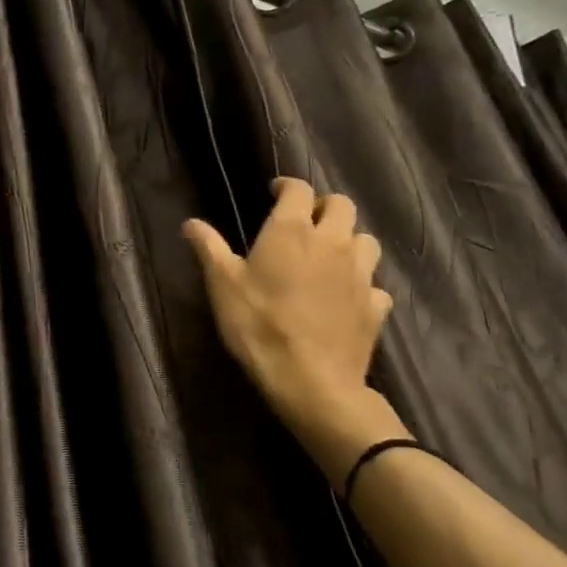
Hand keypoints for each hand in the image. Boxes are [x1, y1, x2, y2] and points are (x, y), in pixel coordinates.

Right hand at [183, 181, 402, 483]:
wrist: (310, 380)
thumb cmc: (258, 326)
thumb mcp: (222, 285)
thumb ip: (209, 248)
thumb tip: (190, 223)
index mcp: (293, 231)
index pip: (298, 189)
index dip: (287, 185)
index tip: (274, 191)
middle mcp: (332, 242)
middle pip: (342, 205)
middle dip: (324, 206)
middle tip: (305, 221)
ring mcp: (360, 274)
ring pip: (366, 240)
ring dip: (349, 240)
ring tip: (330, 255)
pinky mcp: (375, 306)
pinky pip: (374, 284)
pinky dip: (362, 283)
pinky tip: (347, 297)